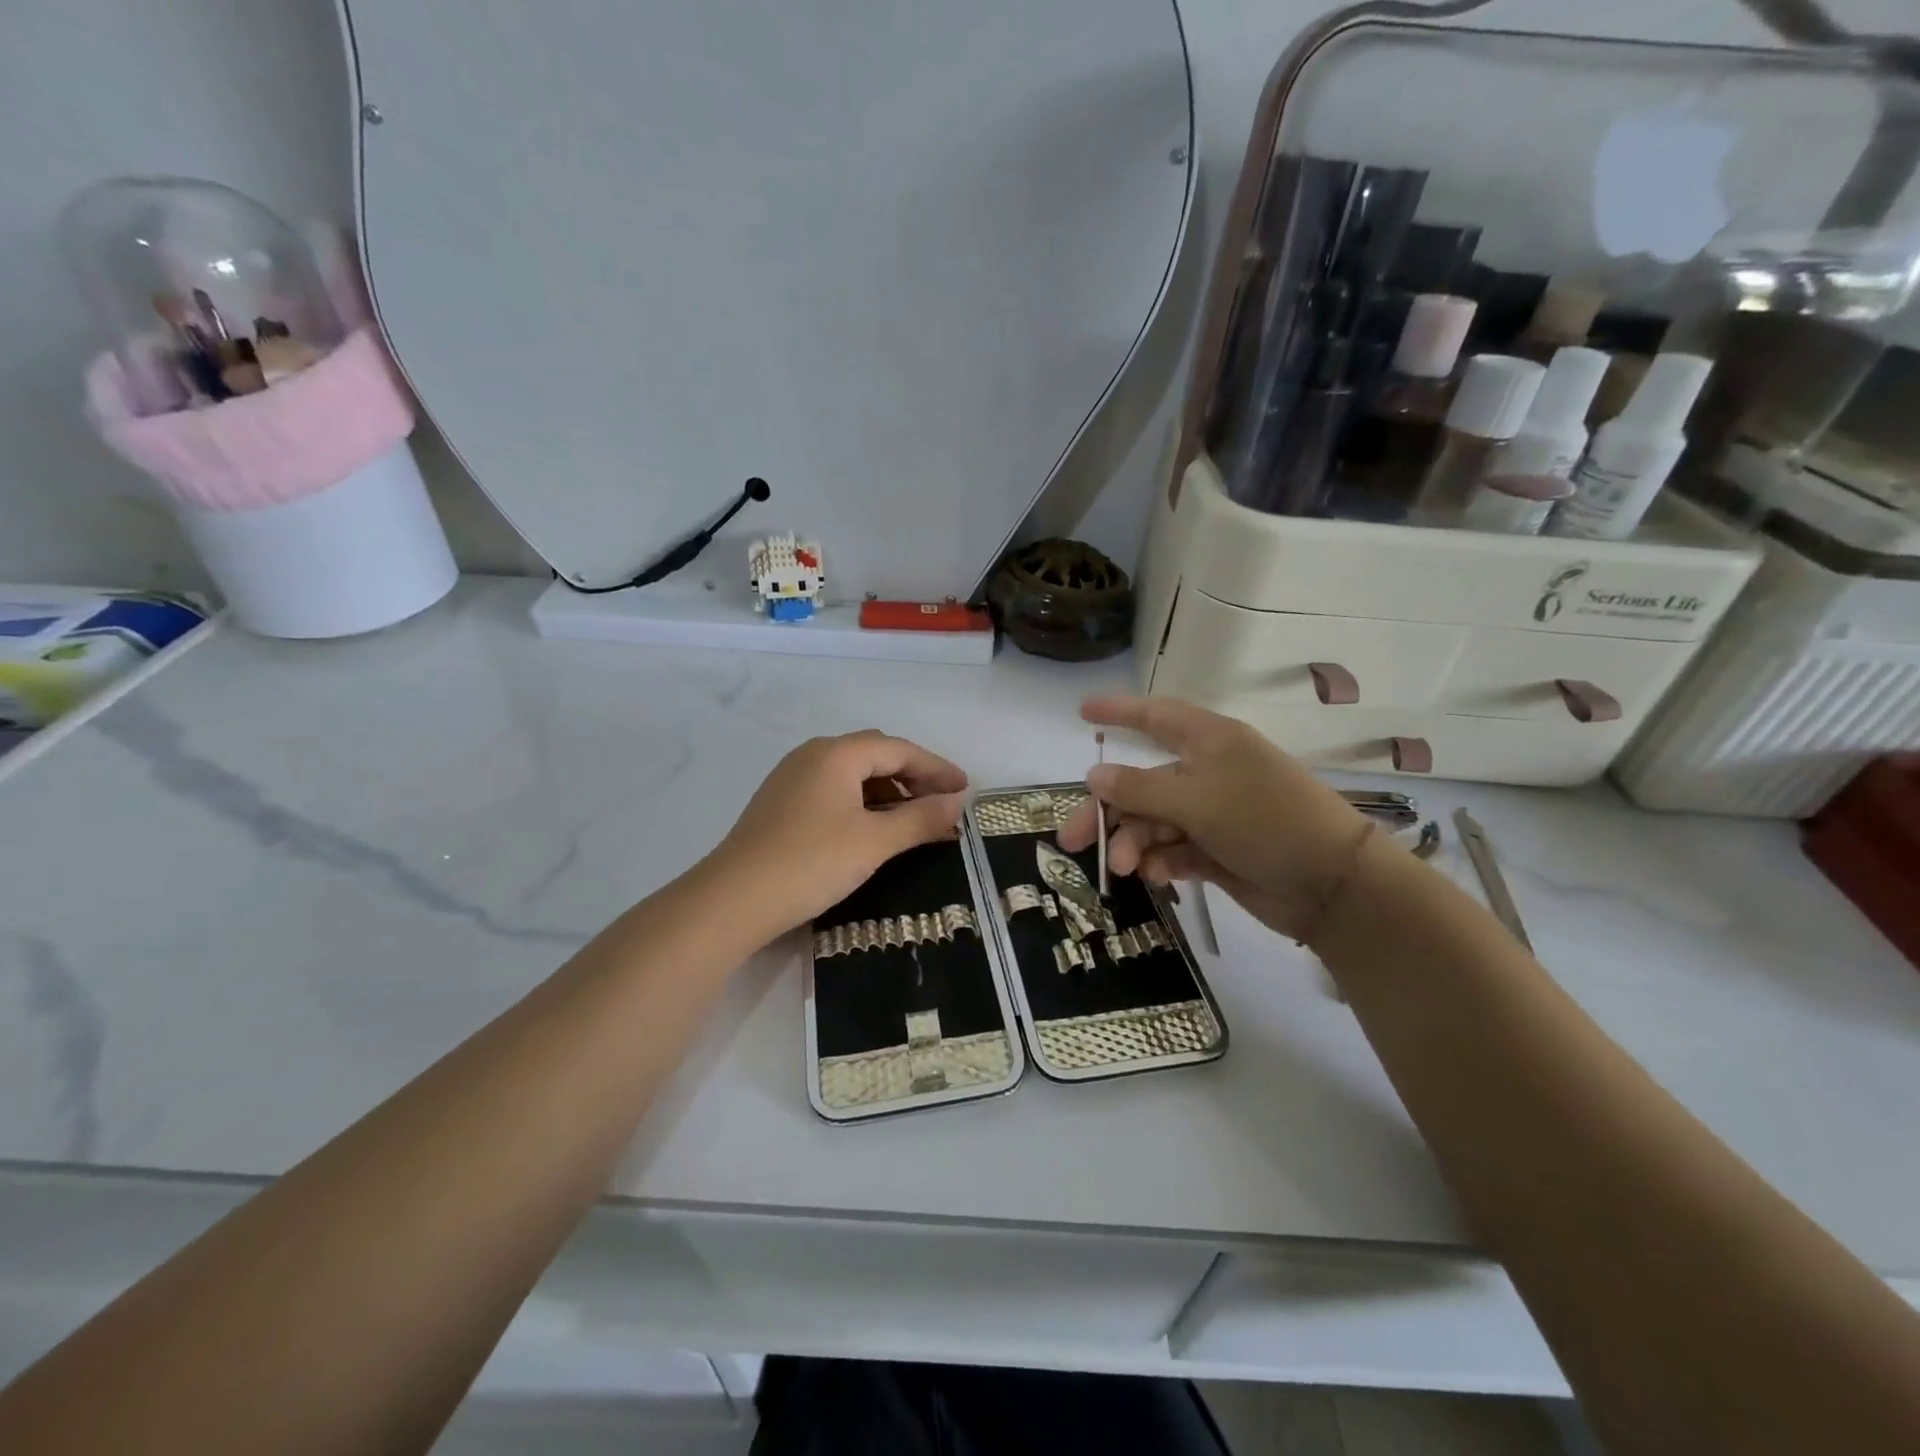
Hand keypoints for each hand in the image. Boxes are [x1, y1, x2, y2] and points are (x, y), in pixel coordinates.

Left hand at [708, 731, 967, 939]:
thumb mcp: (874, 842)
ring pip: (853, 775)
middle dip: (914, 777)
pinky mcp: (781, 804)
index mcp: (837, 754)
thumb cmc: (811, 863)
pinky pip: (834, 791)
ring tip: (913, 822)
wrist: (733, 899)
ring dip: (888, 793)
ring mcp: (792, 778)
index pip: (899, 750)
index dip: (937, 769)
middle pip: (876, 755)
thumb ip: (920, 819)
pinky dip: (862, 804)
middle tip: (942, 805)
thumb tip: (957, 803)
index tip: (965, 790)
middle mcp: (813, 755)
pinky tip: (873, 830)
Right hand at [1058, 695, 1369, 941]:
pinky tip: (1157, 877)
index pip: (1155, 715)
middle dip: (1108, 811)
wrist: (1333, 885)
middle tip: (1072, 842)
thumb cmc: (1266, 820)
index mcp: (1209, 742)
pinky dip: (1161, 862)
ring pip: (1154, 822)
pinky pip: (1173, 850)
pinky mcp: (1217, 850)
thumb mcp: (1197, 800)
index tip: (1082, 712)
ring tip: (1125, 869)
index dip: (1118, 712)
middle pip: (1141, 784)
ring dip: (1135, 844)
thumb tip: (1094, 775)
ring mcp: (1212, 813)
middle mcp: (1207, 772)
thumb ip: (1140, 789)